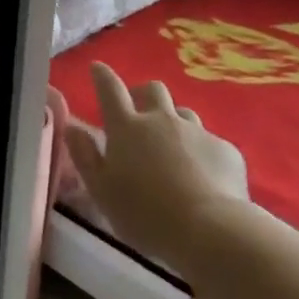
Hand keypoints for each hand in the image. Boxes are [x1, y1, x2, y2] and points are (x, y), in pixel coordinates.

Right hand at [65, 63, 248, 281]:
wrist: (210, 230)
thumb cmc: (144, 213)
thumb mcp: (101, 190)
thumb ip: (85, 156)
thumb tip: (72, 127)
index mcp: (127, 128)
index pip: (110, 90)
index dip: (102, 76)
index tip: (97, 68)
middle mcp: (162, 120)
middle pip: (152, 90)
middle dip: (143, 93)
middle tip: (138, 112)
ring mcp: (197, 132)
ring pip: (183, 114)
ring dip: (173, 123)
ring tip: (171, 149)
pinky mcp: (226, 150)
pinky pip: (209, 142)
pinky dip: (200, 153)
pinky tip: (202, 178)